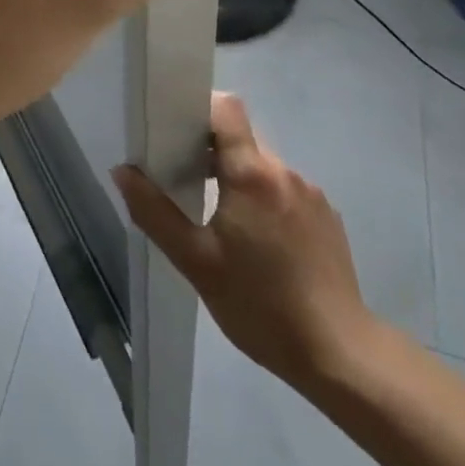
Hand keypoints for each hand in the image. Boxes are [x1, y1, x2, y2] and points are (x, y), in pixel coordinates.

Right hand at [114, 92, 379, 394]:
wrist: (341, 357)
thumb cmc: (261, 306)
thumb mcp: (196, 262)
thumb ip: (154, 212)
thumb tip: (123, 170)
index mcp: (252, 173)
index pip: (226, 108)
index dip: (199, 108)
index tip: (175, 131)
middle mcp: (284, 171)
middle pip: (241, 138)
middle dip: (211, 151)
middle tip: (187, 183)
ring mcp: (311, 194)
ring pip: (263, 167)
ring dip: (239, 179)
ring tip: (223, 222)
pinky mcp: (328, 218)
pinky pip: (285, 191)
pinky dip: (265, 201)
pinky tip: (260, 244)